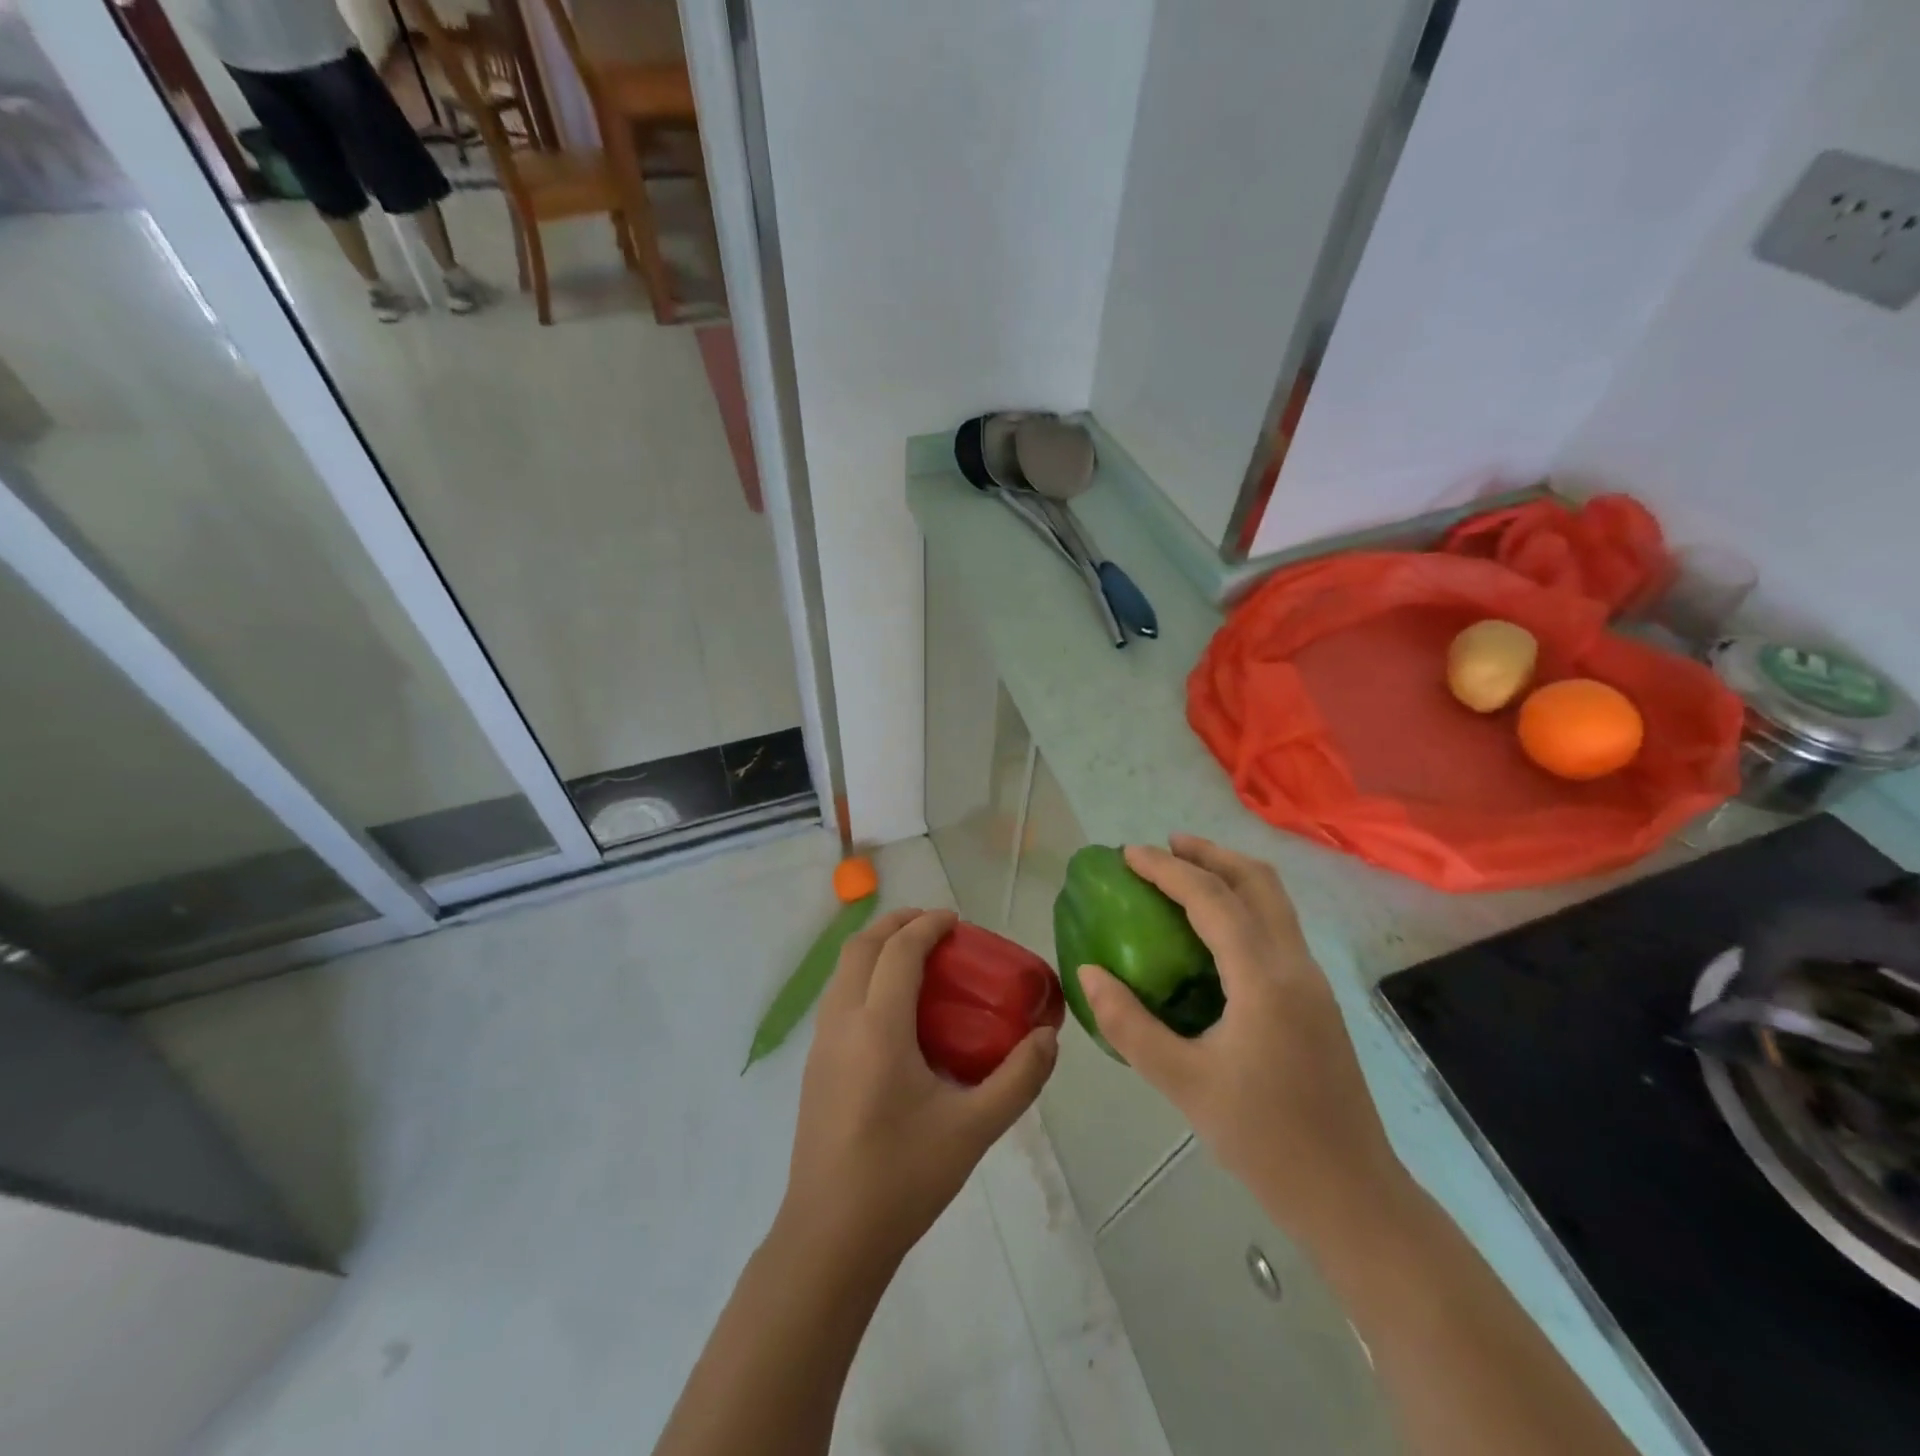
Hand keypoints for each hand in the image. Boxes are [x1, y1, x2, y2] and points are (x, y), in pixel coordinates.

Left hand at [779, 909, 1058, 1263]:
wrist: (829, 1238)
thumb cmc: (903, 1178)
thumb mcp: (973, 1130)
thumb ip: (1017, 1079)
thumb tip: (1047, 1039)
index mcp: (878, 1028)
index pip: (899, 951)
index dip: (927, 926)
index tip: (956, 922)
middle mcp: (842, 1022)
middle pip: (862, 946)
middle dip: (897, 924)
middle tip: (935, 929)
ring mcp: (821, 1043)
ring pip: (843, 970)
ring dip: (876, 948)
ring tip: (915, 960)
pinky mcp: (814, 1065)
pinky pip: (837, 996)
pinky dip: (864, 976)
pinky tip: (893, 1011)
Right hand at [1079, 836, 1408, 1244]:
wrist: (1352, 1197)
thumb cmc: (1264, 1141)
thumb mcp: (1182, 1084)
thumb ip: (1128, 1024)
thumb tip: (1089, 972)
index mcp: (1264, 979)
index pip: (1212, 899)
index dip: (1166, 869)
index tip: (1128, 854)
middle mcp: (1295, 965)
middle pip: (1257, 881)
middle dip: (1208, 854)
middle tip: (1163, 847)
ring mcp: (1313, 981)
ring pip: (1274, 901)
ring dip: (1230, 875)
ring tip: (1185, 874)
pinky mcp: (1316, 1000)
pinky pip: (1278, 928)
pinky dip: (1243, 905)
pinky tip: (1213, 932)